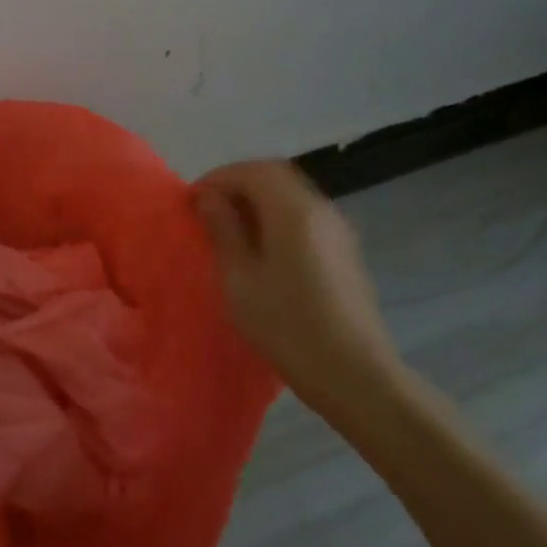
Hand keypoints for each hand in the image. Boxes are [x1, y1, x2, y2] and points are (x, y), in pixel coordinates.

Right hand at [193, 160, 402, 421]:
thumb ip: (223, 231)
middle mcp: (320, 209)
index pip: (252, 171)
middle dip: (237, 183)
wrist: (354, 374)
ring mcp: (337, 229)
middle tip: (208, 209)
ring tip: (229, 228)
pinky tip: (262, 248)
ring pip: (292, 194)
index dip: (217, 178)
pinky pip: (304, 216)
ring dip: (258, 199)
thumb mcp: (239, 279)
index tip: (192, 201)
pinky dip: (277, 216)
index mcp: (293, 211)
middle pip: (275, 175)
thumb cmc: (287, 326)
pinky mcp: (344, 250)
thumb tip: (209, 198)